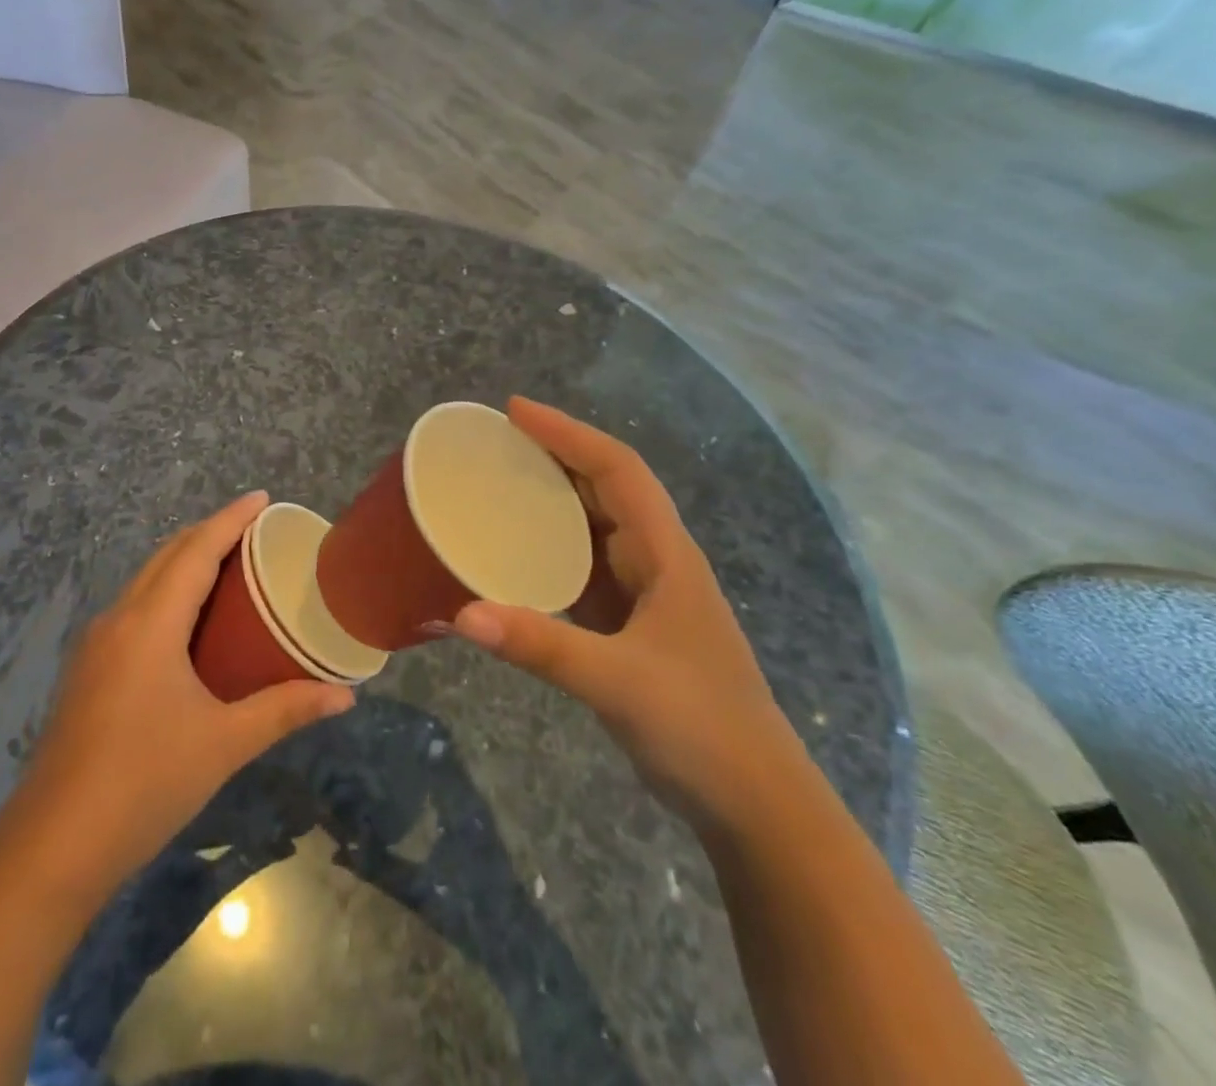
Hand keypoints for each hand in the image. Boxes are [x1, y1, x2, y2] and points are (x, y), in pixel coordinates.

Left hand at [1, 492, 354, 901]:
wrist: (53, 845)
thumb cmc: (145, 782)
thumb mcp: (224, 744)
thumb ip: (285, 710)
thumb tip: (345, 696)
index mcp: (151, 622)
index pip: (196, 550)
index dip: (231, 519)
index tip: (262, 498)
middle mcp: (119, 618)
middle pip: (167, 555)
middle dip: (209, 533)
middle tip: (254, 530)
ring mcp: (96, 644)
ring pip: (146, 579)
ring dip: (184, 561)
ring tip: (227, 564)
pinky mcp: (88, 669)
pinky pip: (134, 606)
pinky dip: (167, 591)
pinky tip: (187, 620)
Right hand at [451, 397, 802, 831]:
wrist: (754, 804)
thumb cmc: (702, 729)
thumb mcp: (620, 682)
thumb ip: (541, 645)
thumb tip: (461, 614)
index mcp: (666, 554)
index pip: (617, 469)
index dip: (567, 433)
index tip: (514, 411)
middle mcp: (655, 561)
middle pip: (603, 487)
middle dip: (553, 454)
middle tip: (492, 441)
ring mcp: (643, 593)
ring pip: (592, 525)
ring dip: (549, 499)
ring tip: (494, 483)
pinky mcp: (628, 624)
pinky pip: (581, 566)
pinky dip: (546, 548)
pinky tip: (512, 553)